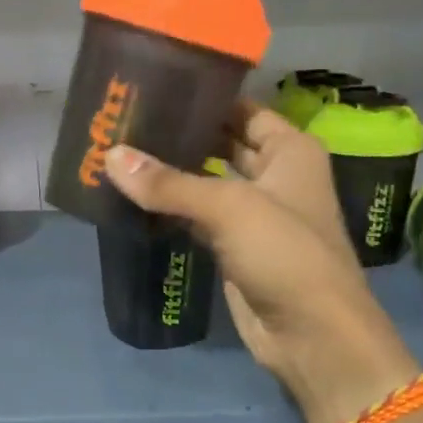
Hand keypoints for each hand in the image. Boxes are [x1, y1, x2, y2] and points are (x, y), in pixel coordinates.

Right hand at [106, 103, 421, 422]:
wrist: (312, 335)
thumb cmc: (285, 254)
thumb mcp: (229, 208)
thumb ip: (169, 182)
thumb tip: (110, 156)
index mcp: (291, 150)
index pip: (242, 109)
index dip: (204, 98)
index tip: (155, 87)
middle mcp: (275, 175)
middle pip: (222, 144)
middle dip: (182, 135)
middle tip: (127, 121)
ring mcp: (254, 214)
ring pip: (207, 182)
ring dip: (172, 174)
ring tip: (121, 153)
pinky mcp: (234, 248)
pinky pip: (197, 217)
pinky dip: (171, 209)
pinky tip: (134, 198)